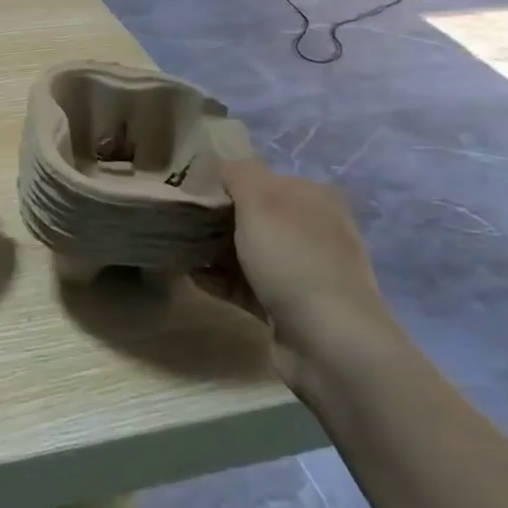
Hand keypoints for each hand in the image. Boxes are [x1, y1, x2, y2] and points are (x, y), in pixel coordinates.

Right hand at [195, 160, 390, 384]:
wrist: (329, 341)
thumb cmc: (293, 258)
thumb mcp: (261, 200)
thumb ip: (240, 173)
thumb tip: (226, 166)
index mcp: (314, 198)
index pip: (264, 178)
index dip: (227, 181)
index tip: (192, 189)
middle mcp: (313, 230)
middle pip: (256, 216)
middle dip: (218, 217)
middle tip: (181, 218)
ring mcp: (303, 270)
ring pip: (250, 252)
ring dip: (215, 250)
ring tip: (178, 247)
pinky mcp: (289, 306)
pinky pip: (246, 285)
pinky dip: (220, 280)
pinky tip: (190, 276)